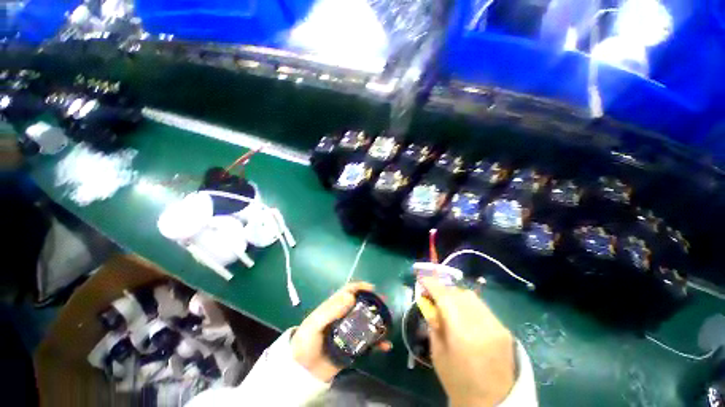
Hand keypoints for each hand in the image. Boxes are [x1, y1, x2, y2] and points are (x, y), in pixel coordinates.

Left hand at [291, 282, 391, 381]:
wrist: (302, 371)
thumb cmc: (306, 343)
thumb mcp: (314, 324)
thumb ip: (330, 310)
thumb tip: (350, 297)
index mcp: (334, 307)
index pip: (348, 291)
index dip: (360, 287)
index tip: (372, 288)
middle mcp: (343, 317)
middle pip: (360, 305)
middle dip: (373, 303)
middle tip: (384, 304)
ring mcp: (349, 332)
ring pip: (366, 322)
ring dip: (377, 321)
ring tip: (388, 323)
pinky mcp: (352, 348)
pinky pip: (367, 343)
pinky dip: (377, 343)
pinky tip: (385, 345)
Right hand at [421, 277, 515, 406]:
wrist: (493, 403)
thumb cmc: (458, 382)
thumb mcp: (438, 353)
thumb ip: (433, 323)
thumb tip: (429, 302)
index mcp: (463, 335)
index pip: (445, 298)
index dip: (432, 284)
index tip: (422, 279)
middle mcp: (482, 325)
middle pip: (458, 294)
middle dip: (443, 290)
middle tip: (433, 296)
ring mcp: (497, 326)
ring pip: (471, 297)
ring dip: (455, 296)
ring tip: (448, 305)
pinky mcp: (505, 329)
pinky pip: (481, 307)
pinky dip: (468, 304)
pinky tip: (463, 314)